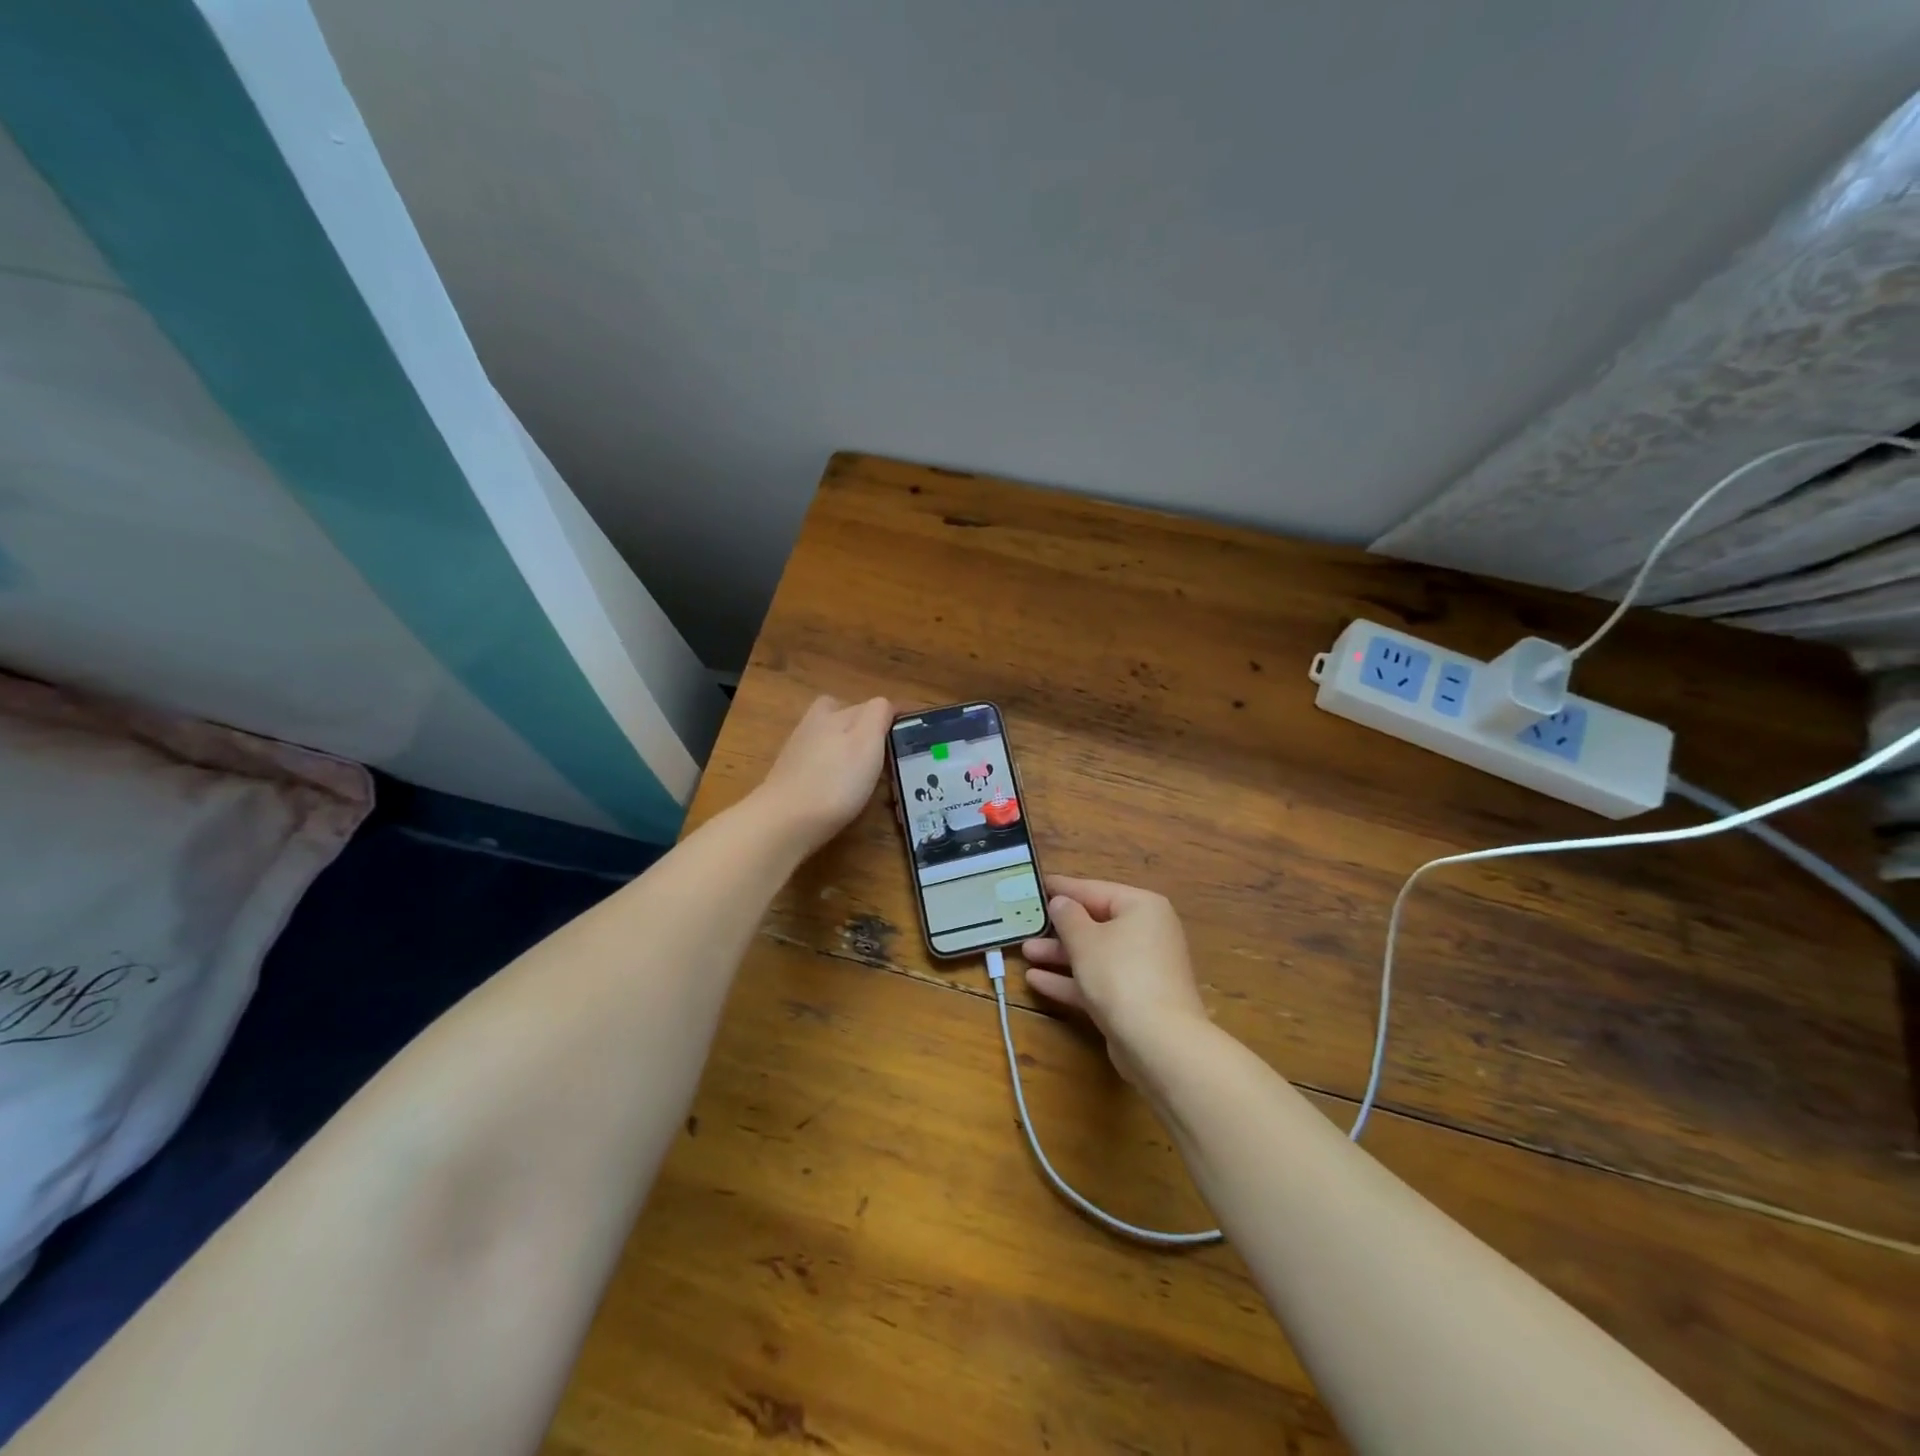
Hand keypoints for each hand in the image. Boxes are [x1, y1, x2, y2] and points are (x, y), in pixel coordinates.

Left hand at [754, 695, 892, 854]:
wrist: (785, 822)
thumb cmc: (835, 780)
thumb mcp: (867, 740)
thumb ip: (878, 714)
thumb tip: (885, 704)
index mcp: (833, 712)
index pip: (872, 705)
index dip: (896, 717)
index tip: (916, 732)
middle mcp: (813, 725)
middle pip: (846, 718)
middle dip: (868, 728)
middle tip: (889, 751)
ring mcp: (798, 752)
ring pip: (832, 740)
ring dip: (850, 749)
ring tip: (871, 772)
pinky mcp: (791, 777)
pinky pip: (822, 763)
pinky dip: (836, 769)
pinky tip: (844, 788)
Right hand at [1021, 876, 1209, 1082]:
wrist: (1158, 1042)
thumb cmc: (1121, 975)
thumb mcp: (1085, 939)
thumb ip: (1068, 917)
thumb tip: (1061, 902)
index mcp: (1142, 908)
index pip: (1095, 890)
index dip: (1063, 888)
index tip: (1035, 884)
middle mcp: (1146, 933)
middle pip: (1095, 923)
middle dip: (1058, 928)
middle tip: (1026, 924)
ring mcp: (1141, 969)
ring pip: (1094, 954)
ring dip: (1059, 954)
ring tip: (1025, 952)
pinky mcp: (1133, 1000)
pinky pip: (1097, 981)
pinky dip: (1070, 979)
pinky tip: (1036, 980)